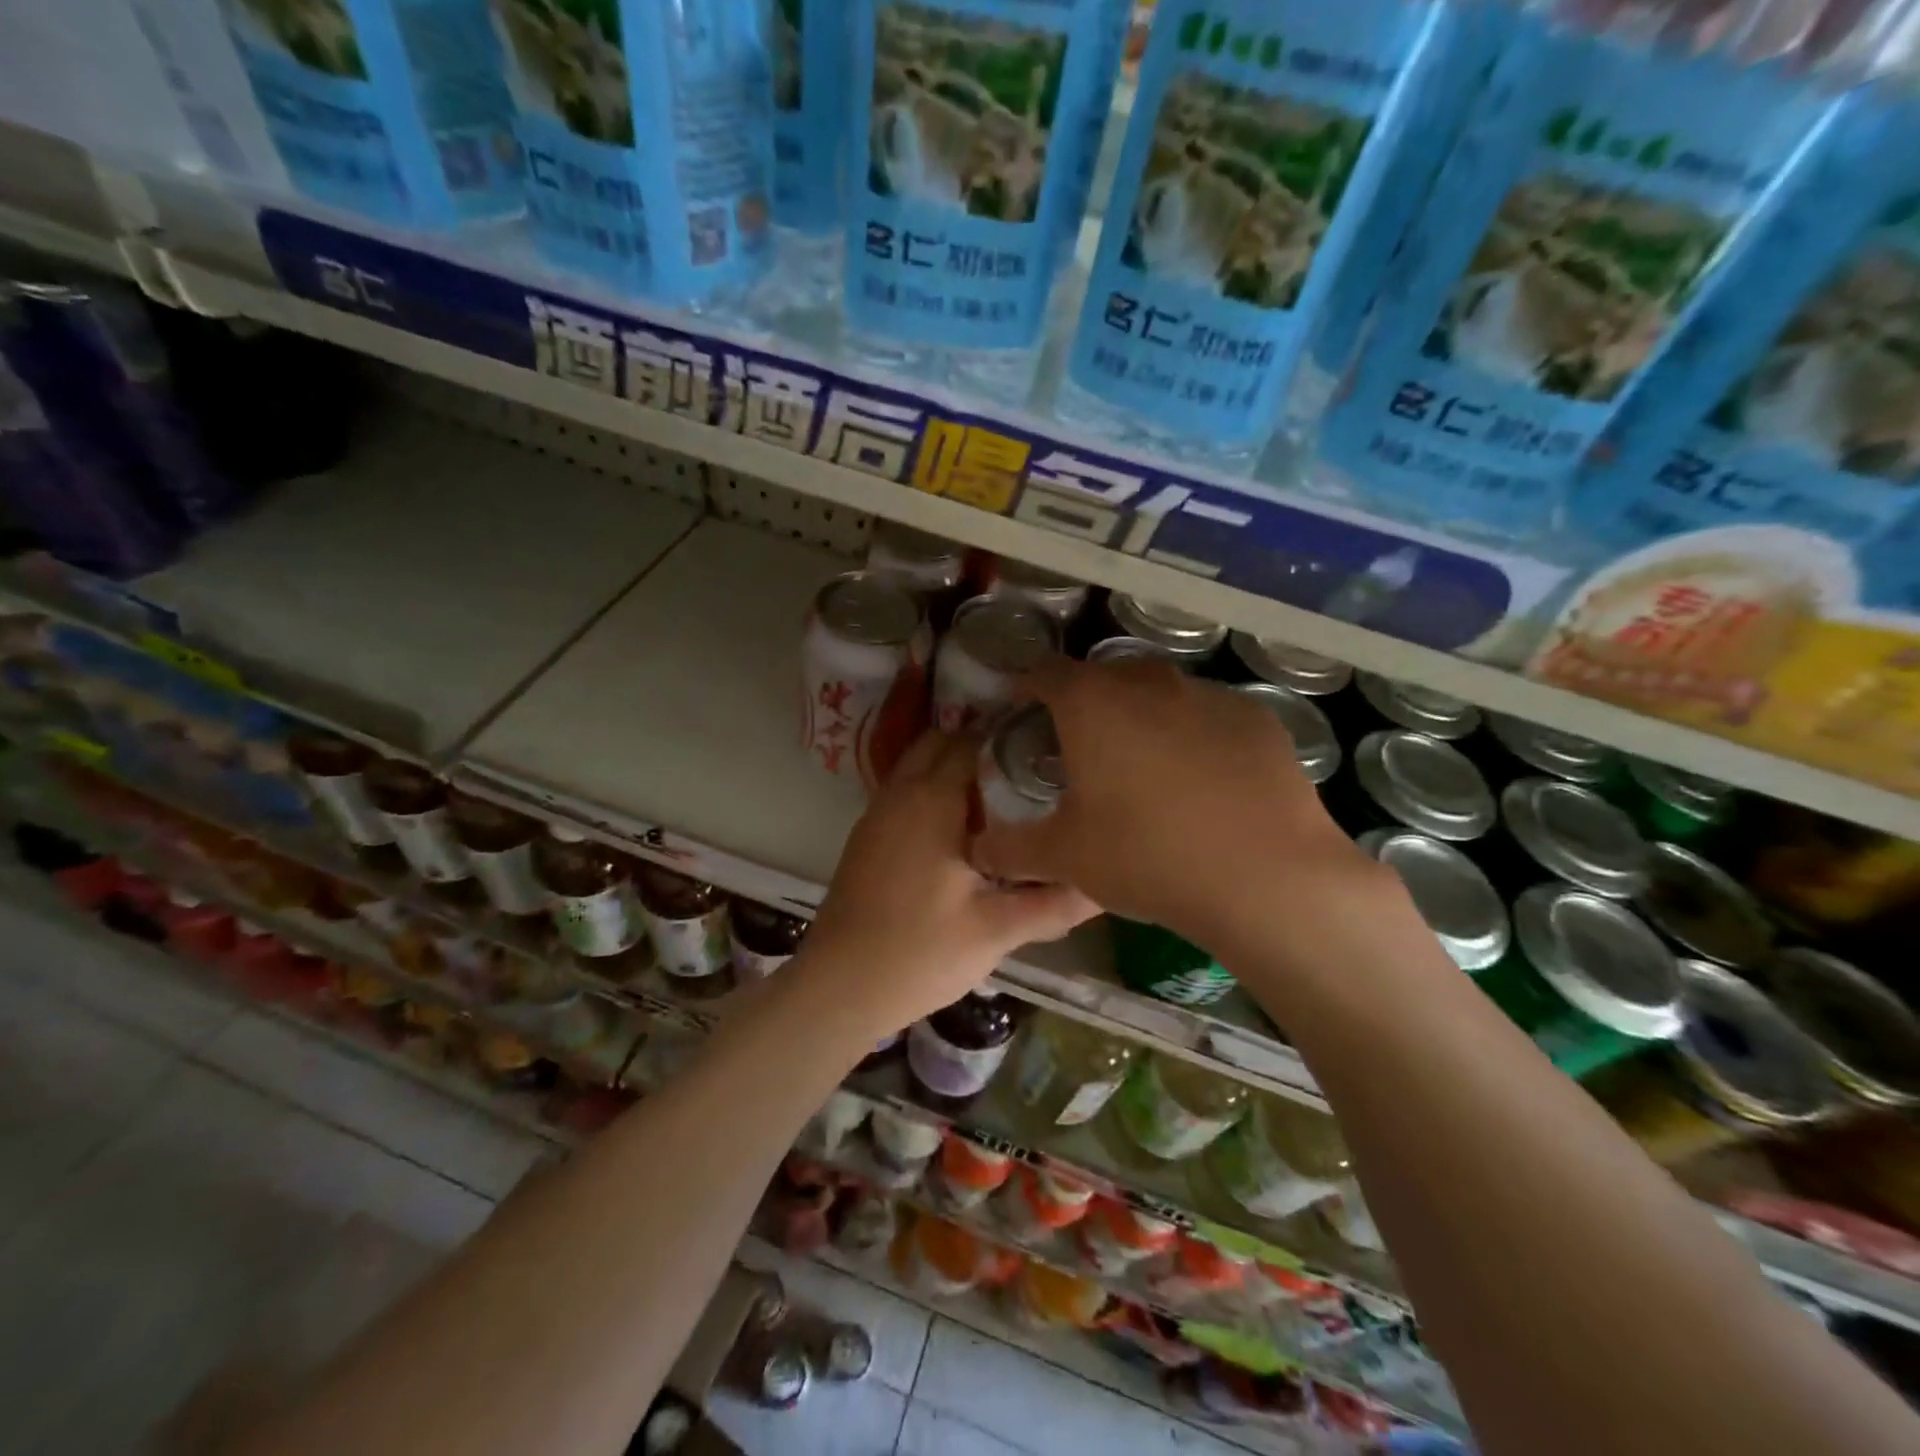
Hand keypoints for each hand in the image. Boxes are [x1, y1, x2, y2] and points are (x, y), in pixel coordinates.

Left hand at [802, 730, 1097, 1037]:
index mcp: (931, 800)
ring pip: (919, 766)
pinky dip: (933, 793)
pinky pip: (906, 792)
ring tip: (1002, 804)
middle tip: (1027, 778)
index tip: (1049, 757)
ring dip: (954, 773)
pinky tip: (963, 834)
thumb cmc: (920, 953)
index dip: (1012, 742)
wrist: (838, 988)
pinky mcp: (868, 837)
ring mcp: (877, 813)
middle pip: (942, 744)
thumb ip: (1054, 903)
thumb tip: (1104, 885)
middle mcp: (900, 793)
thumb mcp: (997, 930)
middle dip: (982, 751)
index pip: (974, 742)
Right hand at [970, 657, 1377, 945]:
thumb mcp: (1065, 857)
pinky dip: (1194, 736)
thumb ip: (1011, 849)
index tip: (1020, 708)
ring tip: (1144, 765)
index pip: (1045, 673)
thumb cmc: (1146, 855)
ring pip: (1161, 693)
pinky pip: (1209, 717)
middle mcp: (1148, 682)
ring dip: (1142, 716)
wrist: (1265, 875)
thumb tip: (977, 851)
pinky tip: (1204, 782)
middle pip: (1105, 677)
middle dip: (1086, 702)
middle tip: (1081, 745)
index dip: (1027, 687)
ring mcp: (1209, 695)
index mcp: (1092, 703)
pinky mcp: (1257, 718)